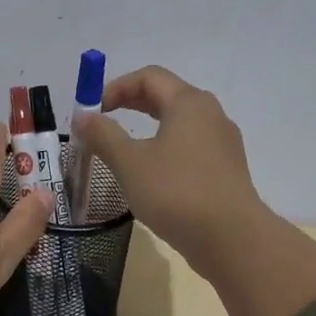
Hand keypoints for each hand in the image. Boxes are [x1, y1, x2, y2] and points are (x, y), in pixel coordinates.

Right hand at [71, 65, 268, 268]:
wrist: (232, 239)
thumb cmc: (177, 192)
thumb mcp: (130, 163)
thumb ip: (104, 136)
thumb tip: (83, 117)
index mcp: (189, 103)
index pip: (149, 77)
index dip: (116, 87)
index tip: (93, 111)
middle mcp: (211, 114)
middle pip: (166, 96)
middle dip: (131, 104)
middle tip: (104, 123)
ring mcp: (223, 143)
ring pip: (180, 123)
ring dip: (148, 128)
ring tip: (125, 150)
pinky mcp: (226, 169)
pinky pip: (191, 147)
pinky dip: (166, 149)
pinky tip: (153, 175)